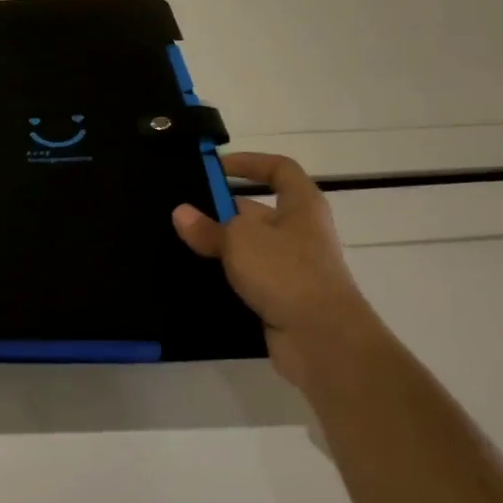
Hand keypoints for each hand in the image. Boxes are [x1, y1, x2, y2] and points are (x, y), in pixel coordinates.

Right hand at [172, 152, 372, 392]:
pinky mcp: (282, 298)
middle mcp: (300, 232)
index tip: (216, 167)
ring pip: (249, 248)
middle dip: (221, 211)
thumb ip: (208, 227)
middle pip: (257, 211)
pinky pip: (249, 279)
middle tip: (181, 214)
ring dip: (220, 247)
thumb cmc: (286, 273)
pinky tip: (196, 279)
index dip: (250, 163)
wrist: (322, 339)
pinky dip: (226, 277)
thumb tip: (181, 213)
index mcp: (301, 206)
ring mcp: (292, 268)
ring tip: (180, 244)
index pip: (279, 170)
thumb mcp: (239, 240)